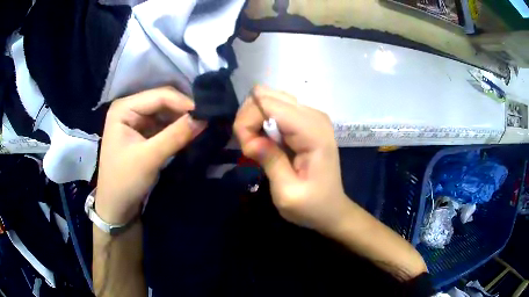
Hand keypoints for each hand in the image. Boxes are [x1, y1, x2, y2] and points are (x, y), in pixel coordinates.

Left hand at [96, 87, 206, 223]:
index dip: (184, 103)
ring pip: (165, 113)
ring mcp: (135, 120)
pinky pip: (163, 125)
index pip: (159, 96)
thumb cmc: (125, 181)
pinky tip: (189, 133)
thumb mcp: (149, 158)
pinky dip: (176, 129)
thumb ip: (176, 135)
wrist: (116, 206)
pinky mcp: (141, 133)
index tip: (207, 115)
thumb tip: (204, 118)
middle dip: (184, 111)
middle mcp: (129, 108)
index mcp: (124, 108)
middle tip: (207, 121)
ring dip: (182, 120)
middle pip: (163, 102)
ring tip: (202, 126)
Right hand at [234, 86, 350, 232]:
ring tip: (258, 146)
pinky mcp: (305, 118)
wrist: (332, 209)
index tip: (248, 151)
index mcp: (313, 132)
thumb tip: (250, 140)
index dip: (248, 123)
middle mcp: (313, 115)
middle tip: (252, 149)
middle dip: (250, 119)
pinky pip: (275, 106)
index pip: (269, 104)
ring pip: (268, 97)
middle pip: (266, 95)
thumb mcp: (287, 194)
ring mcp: (310, 114)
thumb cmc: (312, 206)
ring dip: (255, 119)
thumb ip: (270, 162)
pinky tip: (267, 140)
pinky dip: (263, 120)